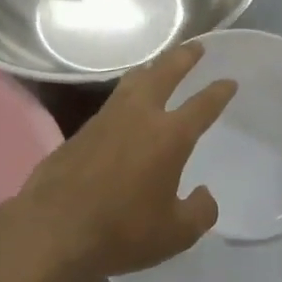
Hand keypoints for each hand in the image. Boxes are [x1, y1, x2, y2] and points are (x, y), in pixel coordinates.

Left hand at [5, 42, 236, 281]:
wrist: (53, 230)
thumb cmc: (122, 231)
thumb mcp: (175, 234)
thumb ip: (199, 212)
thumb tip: (204, 195)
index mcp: (169, 136)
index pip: (202, 105)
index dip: (218, 92)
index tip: (229, 82)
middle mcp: (138, 116)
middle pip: (164, 73)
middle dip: (183, 58)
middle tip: (196, 47)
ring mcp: (105, 120)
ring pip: (132, 82)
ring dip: (151, 70)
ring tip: (159, 67)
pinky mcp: (80, 131)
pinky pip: (111, 103)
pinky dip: (126, 96)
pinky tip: (126, 108)